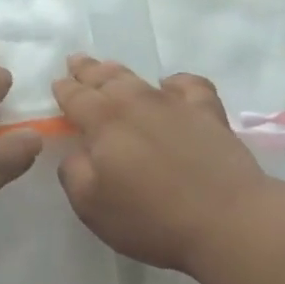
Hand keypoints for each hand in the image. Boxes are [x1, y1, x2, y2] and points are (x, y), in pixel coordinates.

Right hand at [52, 55, 271, 272]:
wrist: (227, 221)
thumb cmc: (151, 218)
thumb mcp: (91, 206)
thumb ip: (74, 173)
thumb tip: (77, 153)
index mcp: (103, 122)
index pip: (76, 97)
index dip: (64, 90)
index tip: (57, 83)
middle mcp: (136, 103)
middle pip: (105, 79)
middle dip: (87, 70)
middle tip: (76, 62)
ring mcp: (176, 105)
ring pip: (140, 78)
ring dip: (119, 72)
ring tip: (109, 68)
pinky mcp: (209, 114)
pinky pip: (189, 85)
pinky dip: (175, 82)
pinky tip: (171, 86)